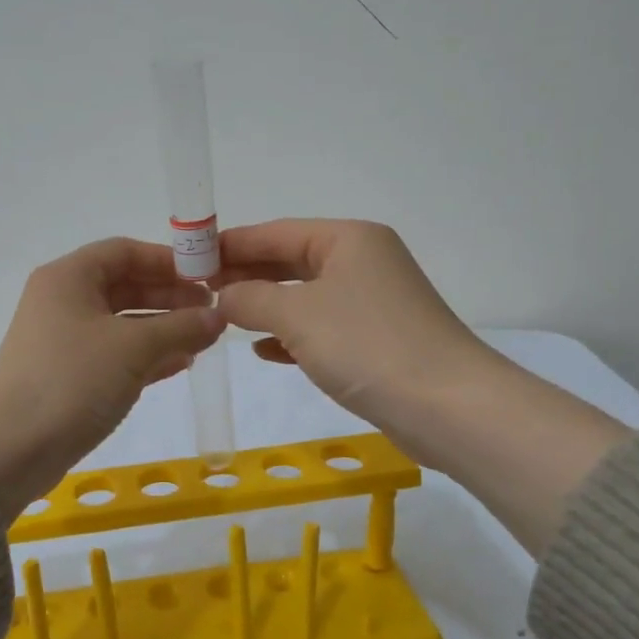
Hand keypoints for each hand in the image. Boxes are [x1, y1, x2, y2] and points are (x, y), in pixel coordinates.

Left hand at [0, 238, 223, 516]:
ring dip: (163, 329)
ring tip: (204, 340)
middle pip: (125, 286)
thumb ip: (180, 328)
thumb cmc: (72, 380)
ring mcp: (64, 341)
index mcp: (69, 278)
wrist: (10, 450)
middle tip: (212, 312)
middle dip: (170, 297)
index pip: (124, 251)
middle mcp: (63, 301)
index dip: (167, 261)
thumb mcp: (133, 348)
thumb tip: (217, 317)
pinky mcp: (69, 376)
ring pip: (123, 323)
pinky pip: (115, 354)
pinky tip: (180, 365)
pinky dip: (147, 356)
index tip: (207, 277)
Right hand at [214, 219, 489, 443]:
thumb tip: (224, 296)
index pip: (276, 232)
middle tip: (199, 291)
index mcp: (348, 239)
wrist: (448, 407)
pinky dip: (291, 335)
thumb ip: (251, 298)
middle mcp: (362, 262)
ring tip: (223, 317)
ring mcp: (372, 302)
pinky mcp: (376, 340)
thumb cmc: (367, 345)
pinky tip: (263, 350)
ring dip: (265, 306)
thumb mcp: (297, 315)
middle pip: (291, 261)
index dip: (231, 244)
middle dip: (247, 275)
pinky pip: (321, 328)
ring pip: (305, 296)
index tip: (190, 258)